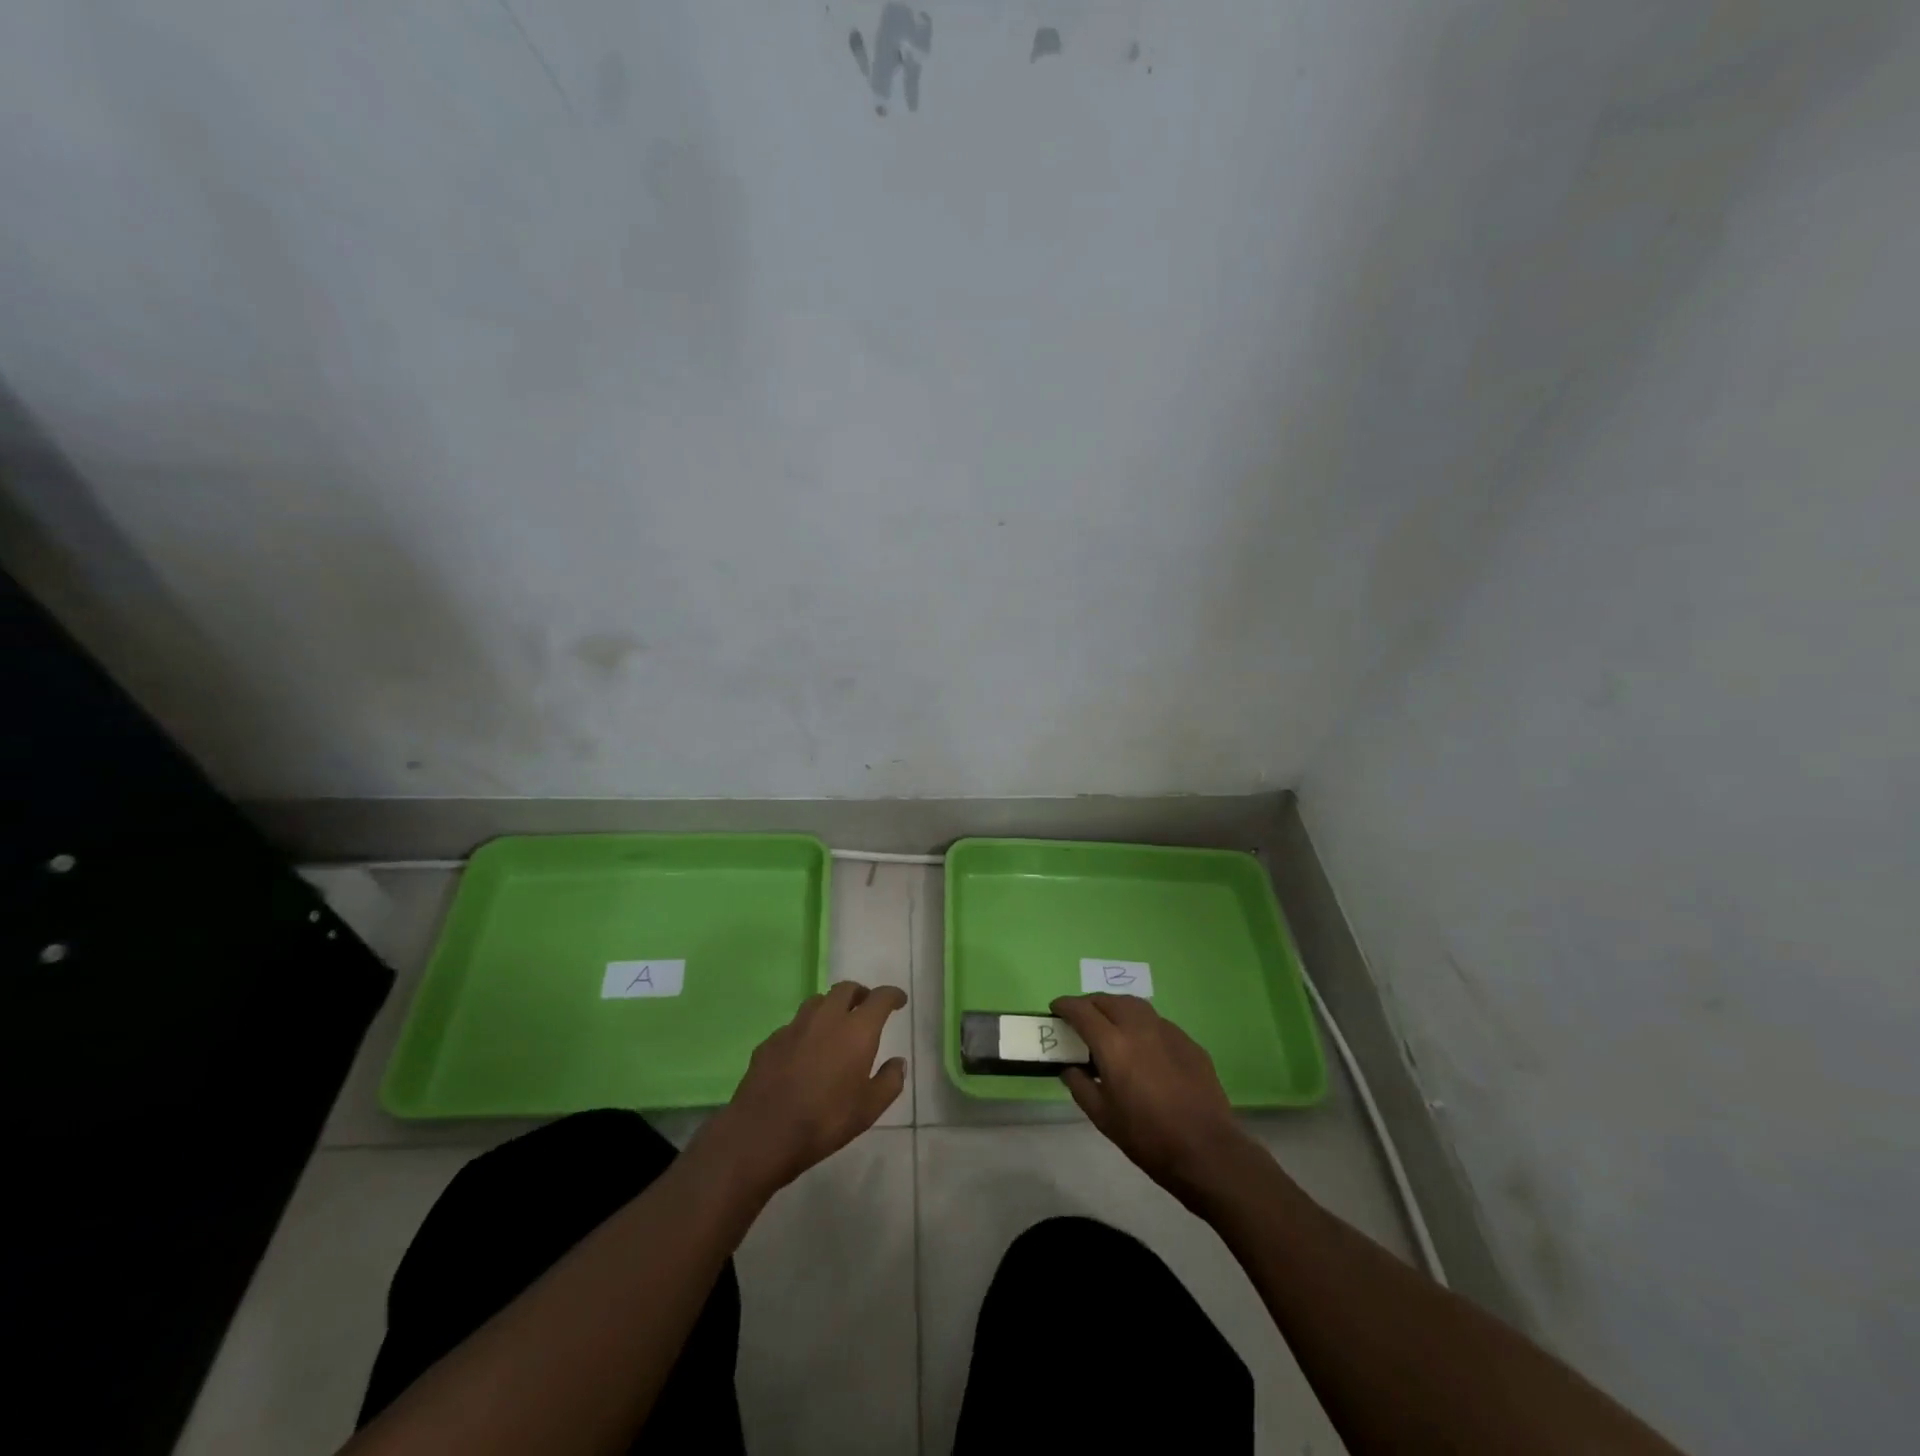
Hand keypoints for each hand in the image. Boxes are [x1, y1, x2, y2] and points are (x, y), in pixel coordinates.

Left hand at [698, 981, 906, 1196]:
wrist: (763, 1133)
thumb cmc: (825, 1120)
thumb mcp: (869, 1109)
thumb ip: (890, 1081)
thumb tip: (898, 1062)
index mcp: (856, 1030)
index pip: (880, 998)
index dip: (892, 995)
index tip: (899, 1000)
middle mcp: (827, 1018)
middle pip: (846, 989)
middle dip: (860, 994)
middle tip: (866, 1007)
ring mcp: (795, 1026)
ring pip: (817, 1001)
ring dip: (831, 1007)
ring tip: (836, 1025)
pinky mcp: (771, 1040)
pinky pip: (794, 1026)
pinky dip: (806, 1030)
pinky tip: (804, 1052)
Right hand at [1051, 993, 1253, 1208]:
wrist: (1206, 1151)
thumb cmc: (1147, 1138)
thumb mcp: (1103, 1118)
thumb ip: (1080, 1086)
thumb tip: (1069, 1069)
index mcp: (1113, 1045)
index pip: (1082, 1011)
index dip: (1065, 1006)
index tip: (1055, 1009)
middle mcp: (1139, 1028)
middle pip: (1108, 1000)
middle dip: (1089, 1004)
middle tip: (1080, 1018)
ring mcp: (1167, 1031)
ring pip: (1135, 1005)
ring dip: (1115, 1007)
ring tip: (1109, 1024)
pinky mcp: (1189, 1042)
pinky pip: (1157, 1022)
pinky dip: (1141, 1024)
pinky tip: (1143, 1046)